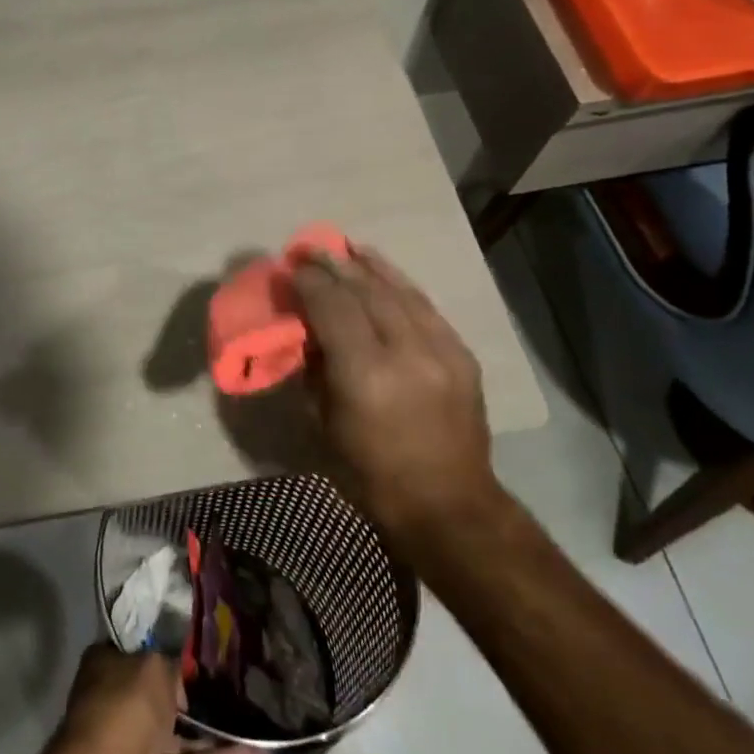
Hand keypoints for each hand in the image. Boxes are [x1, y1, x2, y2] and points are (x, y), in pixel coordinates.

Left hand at [35, 645, 264, 753]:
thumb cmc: (124, 706)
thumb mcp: (153, 666)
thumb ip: (170, 665)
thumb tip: (179, 676)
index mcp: (106, 666)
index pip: (136, 651)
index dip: (163, 648)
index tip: (195, 648)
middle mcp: (117, 703)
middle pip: (159, 695)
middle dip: (191, 695)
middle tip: (231, 686)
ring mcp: (133, 747)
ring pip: (178, 737)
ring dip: (214, 736)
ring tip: (254, 728)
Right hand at [289, 245, 503, 546]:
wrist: (449, 506)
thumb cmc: (371, 475)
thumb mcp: (324, 425)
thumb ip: (314, 369)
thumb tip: (306, 330)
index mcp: (365, 375)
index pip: (332, 307)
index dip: (310, 281)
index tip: (292, 266)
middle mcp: (405, 352)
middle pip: (365, 291)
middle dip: (334, 265)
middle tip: (310, 249)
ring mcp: (440, 350)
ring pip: (399, 291)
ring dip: (368, 266)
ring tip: (345, 248)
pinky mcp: (461, 354)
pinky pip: (424, 306)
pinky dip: (399, 283)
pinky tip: (382, 271)